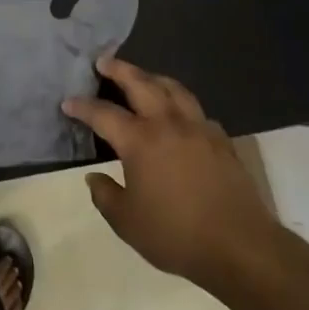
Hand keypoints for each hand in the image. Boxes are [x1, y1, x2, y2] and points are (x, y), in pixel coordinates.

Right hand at [62, 55, 288, 289]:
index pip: (103, 114)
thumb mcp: (126, 222)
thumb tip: (95, 178)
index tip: (68, 102)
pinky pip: (198, 112)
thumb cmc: (176, 235)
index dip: (83, 106)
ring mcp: (200, 130)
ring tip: (144, 77)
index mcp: (140, 141)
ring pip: (175, 90)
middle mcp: (169, 125)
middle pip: (142, 84)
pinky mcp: (223, 142)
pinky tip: (180, 116)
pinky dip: (182, 105)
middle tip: (104, 61)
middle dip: (120, 70)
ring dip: (154, 78)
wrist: (240, 247)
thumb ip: (105, 195)